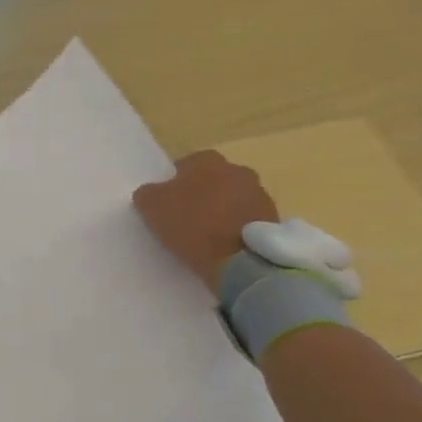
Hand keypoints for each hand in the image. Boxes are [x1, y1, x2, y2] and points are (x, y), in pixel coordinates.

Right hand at [133, 151, 278, 293]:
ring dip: (222, 212)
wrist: (240, 262)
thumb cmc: (193, 226)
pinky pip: (248, 220)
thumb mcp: (152, 208)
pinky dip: (238, 228)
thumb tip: (150, 193)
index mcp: (208, 160)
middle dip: (202, 196)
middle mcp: (238, 169)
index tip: (168, 207)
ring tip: (209, 237)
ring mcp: (260, 193)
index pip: (184, 166)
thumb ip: (147, 193)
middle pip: (212, 181)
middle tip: (187, 221)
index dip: (174, 186)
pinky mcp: (273, 219)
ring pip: (232, 199)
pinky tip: (227, 247)